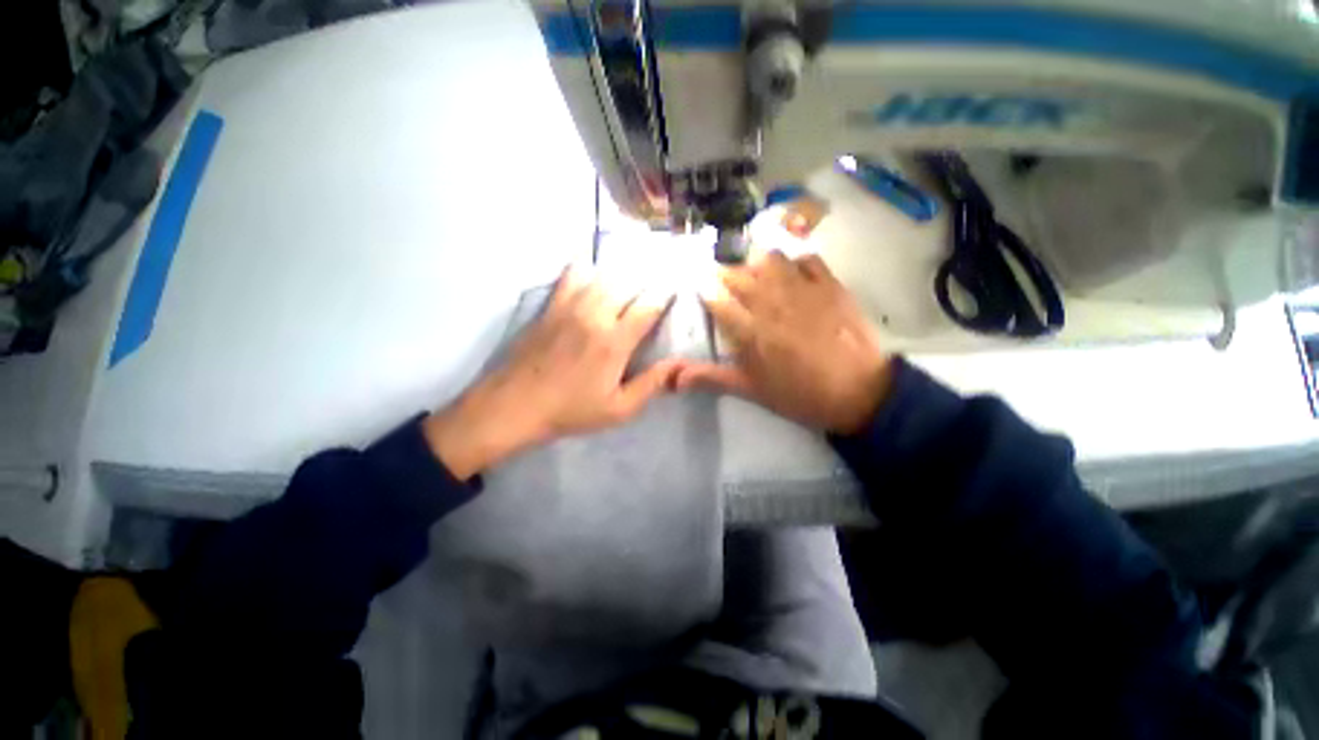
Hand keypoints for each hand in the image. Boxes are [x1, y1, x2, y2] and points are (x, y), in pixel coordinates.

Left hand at [424, 265, 681, 479]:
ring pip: (602, 276)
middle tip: (656, 280)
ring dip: (622, 272)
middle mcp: (595, 315)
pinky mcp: (551, 306)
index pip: (647, 308)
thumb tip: (679, 364)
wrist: (515, 405)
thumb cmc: (570, 410)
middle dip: (646, 280)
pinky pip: (571, 275)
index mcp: (614, 342)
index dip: (664, 296)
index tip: (673, 289)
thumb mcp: (618, 409)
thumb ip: (651, 384)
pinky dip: (585, 265)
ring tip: (632, 271)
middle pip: (627, 284)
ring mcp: (570, 307)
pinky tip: (591, 264)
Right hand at [675, 250, 893, 434]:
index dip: (705, 290)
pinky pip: (806, 259)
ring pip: (770, 259)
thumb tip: (673, 379)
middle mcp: (771, 303)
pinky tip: (793, 275)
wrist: (859, 393)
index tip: (700, 289)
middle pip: (738, 275)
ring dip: (757, 264)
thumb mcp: (751, 391)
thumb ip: (711, 378)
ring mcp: (802, 290)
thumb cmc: (799, 395)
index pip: (716, 299)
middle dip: (725, 274)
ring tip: (757, 277)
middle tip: (724, 282)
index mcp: (750, 331)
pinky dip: (795, 262)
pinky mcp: (830, 285)